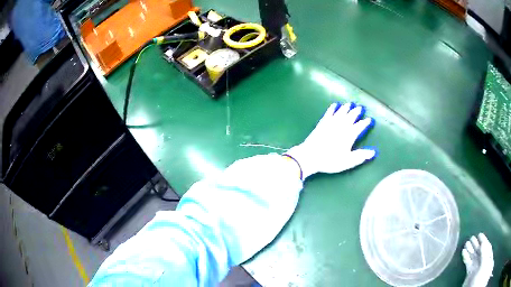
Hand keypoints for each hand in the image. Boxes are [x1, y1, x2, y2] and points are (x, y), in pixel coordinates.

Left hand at [286, 102, 376, 179]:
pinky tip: (334, 105)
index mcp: (349, 134)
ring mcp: (331, 123)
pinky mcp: (322, 123)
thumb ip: (361, 156)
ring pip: (341, 112)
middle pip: (351, 116)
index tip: (370, 119)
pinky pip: (329, 112)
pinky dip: (333, 108)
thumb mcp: (348, 161)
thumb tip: (373, 152)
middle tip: (360, 107)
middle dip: (356, 111)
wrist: (310, 155)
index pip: (360, 126)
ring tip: (350, 104)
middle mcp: (342, 126)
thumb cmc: (330, 160)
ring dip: (346, 108)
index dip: (365, 123)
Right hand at [462, 233, 493, 286]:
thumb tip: (483, 242)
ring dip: (470, 250)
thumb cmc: (479, 277)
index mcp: (488, 258)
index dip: (484, 241)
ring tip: (466, 243)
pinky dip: (466, 258)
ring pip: (474, 257)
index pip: (487, 247)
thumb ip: (484, 253)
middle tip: (471, 237)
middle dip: (476, 245)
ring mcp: (476, 268)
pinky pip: (468, 264)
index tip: (479, 234)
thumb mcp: (483, 264)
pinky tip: (463, 252)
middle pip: (480, 251)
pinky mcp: (470, 273)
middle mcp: (483, 261)